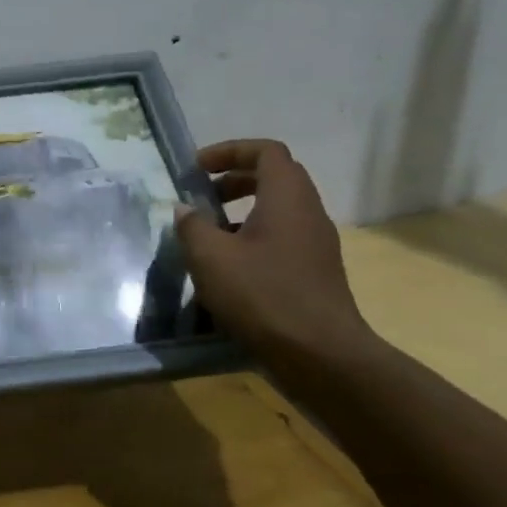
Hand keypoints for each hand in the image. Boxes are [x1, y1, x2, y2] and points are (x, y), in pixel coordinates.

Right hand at [173, 139, 372, 365]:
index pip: (266, 151)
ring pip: (279, 209)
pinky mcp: (315, 271)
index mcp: (287, 198)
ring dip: (243, 210)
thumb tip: (185, 210)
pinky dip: (254, 236)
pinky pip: (283, 236)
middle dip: (235, 178)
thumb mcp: (210, 257)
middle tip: (202, 195)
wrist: (321, 356)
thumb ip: (192, 226)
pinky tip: (229, 266)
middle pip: (276, 176)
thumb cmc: (262, 295)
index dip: (230, 150)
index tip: (198, 169)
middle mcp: (308, 213)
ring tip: (209, 233)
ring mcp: (316, 244)